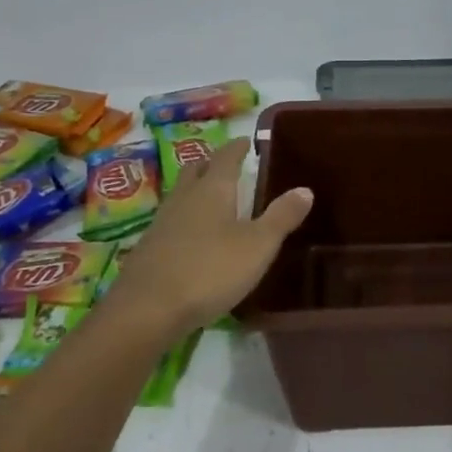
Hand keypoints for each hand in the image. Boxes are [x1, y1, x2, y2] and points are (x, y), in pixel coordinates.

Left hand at [107, 137, 312, 336]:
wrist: (146, 310)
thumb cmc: (210, 270)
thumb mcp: (258, 246)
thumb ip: (281, 217)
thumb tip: (305, 189)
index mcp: (212, 189)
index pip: (226, 157)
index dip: (237, 148)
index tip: (247, 142)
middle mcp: (184, 198)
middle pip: (195, 170)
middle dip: (211, 164)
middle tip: (227, 166)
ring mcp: (162, 222)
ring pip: (180, 194)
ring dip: (196, 190)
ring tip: (213, 198)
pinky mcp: (149, 248)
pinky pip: (171, 221)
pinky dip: (186, 218)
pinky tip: (194, 236)